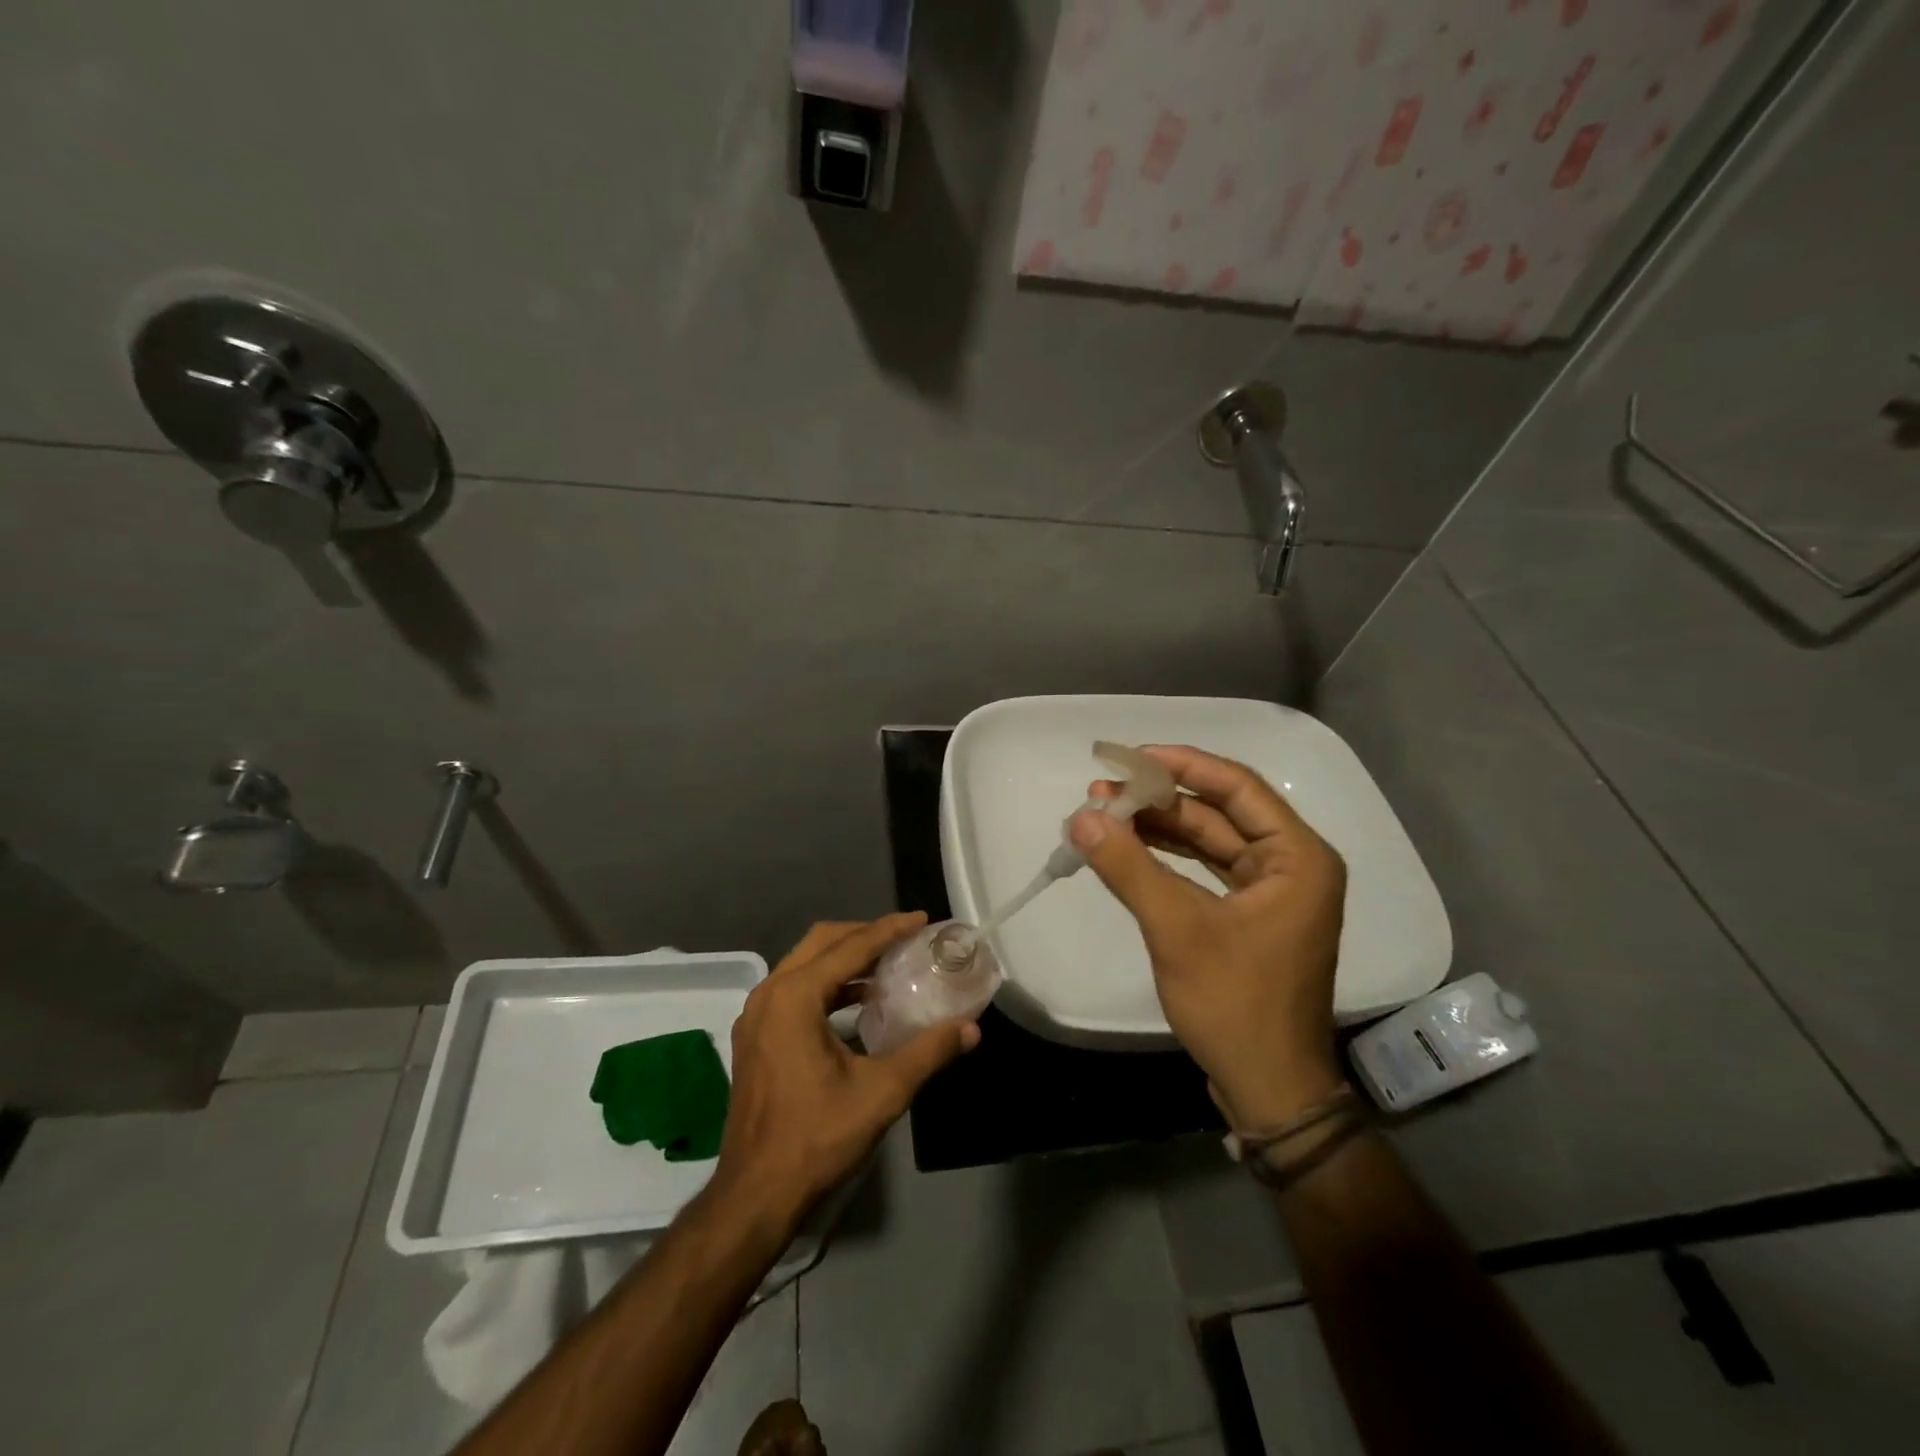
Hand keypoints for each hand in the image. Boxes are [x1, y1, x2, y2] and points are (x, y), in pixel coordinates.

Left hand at [712, 913, 979, 1232]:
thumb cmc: (817, 1138)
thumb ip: (928, 1052)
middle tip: (905, 938)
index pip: (851, 947)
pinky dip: (828, 983)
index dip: (890, 930)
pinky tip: (858, 1001)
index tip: (921, 919)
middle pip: (822, 942)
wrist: (756, 1194)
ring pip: (805, 963)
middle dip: (865, 935)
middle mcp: (770, 994)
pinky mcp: (755, 1036)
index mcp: (795, 996)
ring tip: (888, 966)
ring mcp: (756, 1015)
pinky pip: (795, 988)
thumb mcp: (882, 1092)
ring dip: (845, 958)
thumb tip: (971, 1029)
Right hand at [1075, 745, 1346, 1129]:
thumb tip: (1081, 816)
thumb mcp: (1177, 929)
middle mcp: (1291, 865)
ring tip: (1102, 815)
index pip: (1237, 786)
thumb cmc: (1235, 1004)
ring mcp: (1271, 892)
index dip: (1181, 764)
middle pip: (1219, 812)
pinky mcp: (1250, 916)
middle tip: (1101, 792)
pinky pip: (1205, 870)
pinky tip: (1126, 849)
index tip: (1129, 757)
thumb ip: (1128, 867)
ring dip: (1158, 827)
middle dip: (1158, 799)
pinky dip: (1166, 858)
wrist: (1268, 1088)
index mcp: (1297, 857)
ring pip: (1209, 840)